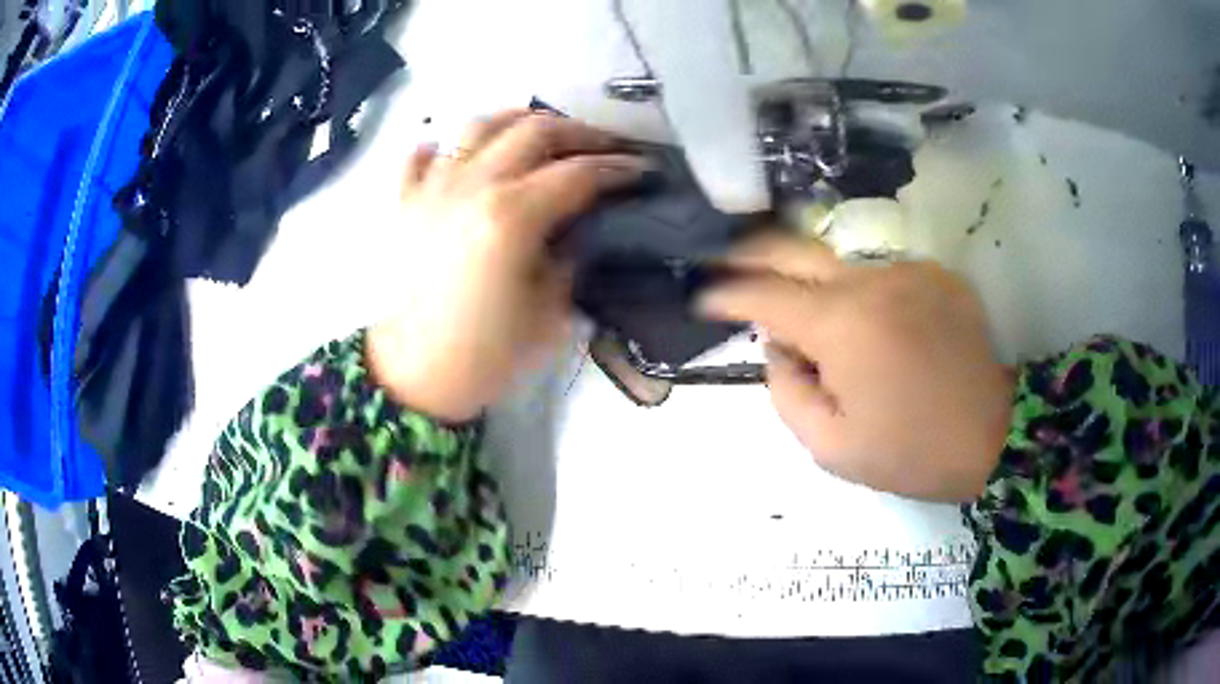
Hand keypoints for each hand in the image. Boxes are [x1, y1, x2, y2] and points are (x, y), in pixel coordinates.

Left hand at [367, 110, 648, 421]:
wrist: (411, 379)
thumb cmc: (484, 356)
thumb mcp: (550, 314)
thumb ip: (572, 258)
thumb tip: (582, 227)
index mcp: (512, 216)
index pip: (578, 173)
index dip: (619, 168)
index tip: (644, 170)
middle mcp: (472, 186)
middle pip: (534, 132)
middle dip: (580, 133)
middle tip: (606, 147)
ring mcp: (433, 188)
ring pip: (479, 126)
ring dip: (519, 120)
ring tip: (543, 133)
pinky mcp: (406, 203)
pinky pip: (422, 156)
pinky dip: (446, 146)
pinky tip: (461, 154)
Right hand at [698, 233, 1013, 501]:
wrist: (994, 436)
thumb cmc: (911, 452)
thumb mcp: (830, 448)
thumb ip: (787, 392)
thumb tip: (779, 347)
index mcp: (843, 325)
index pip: (766, 294)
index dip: (726, 294)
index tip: (702, 297)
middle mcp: (872, 280)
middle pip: (795, 247)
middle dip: (750, 251)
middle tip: (724, 261)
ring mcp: (908, 271)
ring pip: (839, 264)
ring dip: (811, 282)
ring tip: (801, 313)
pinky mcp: (936, 275)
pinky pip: (880, 276)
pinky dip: (859, 295)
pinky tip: (867, 328)